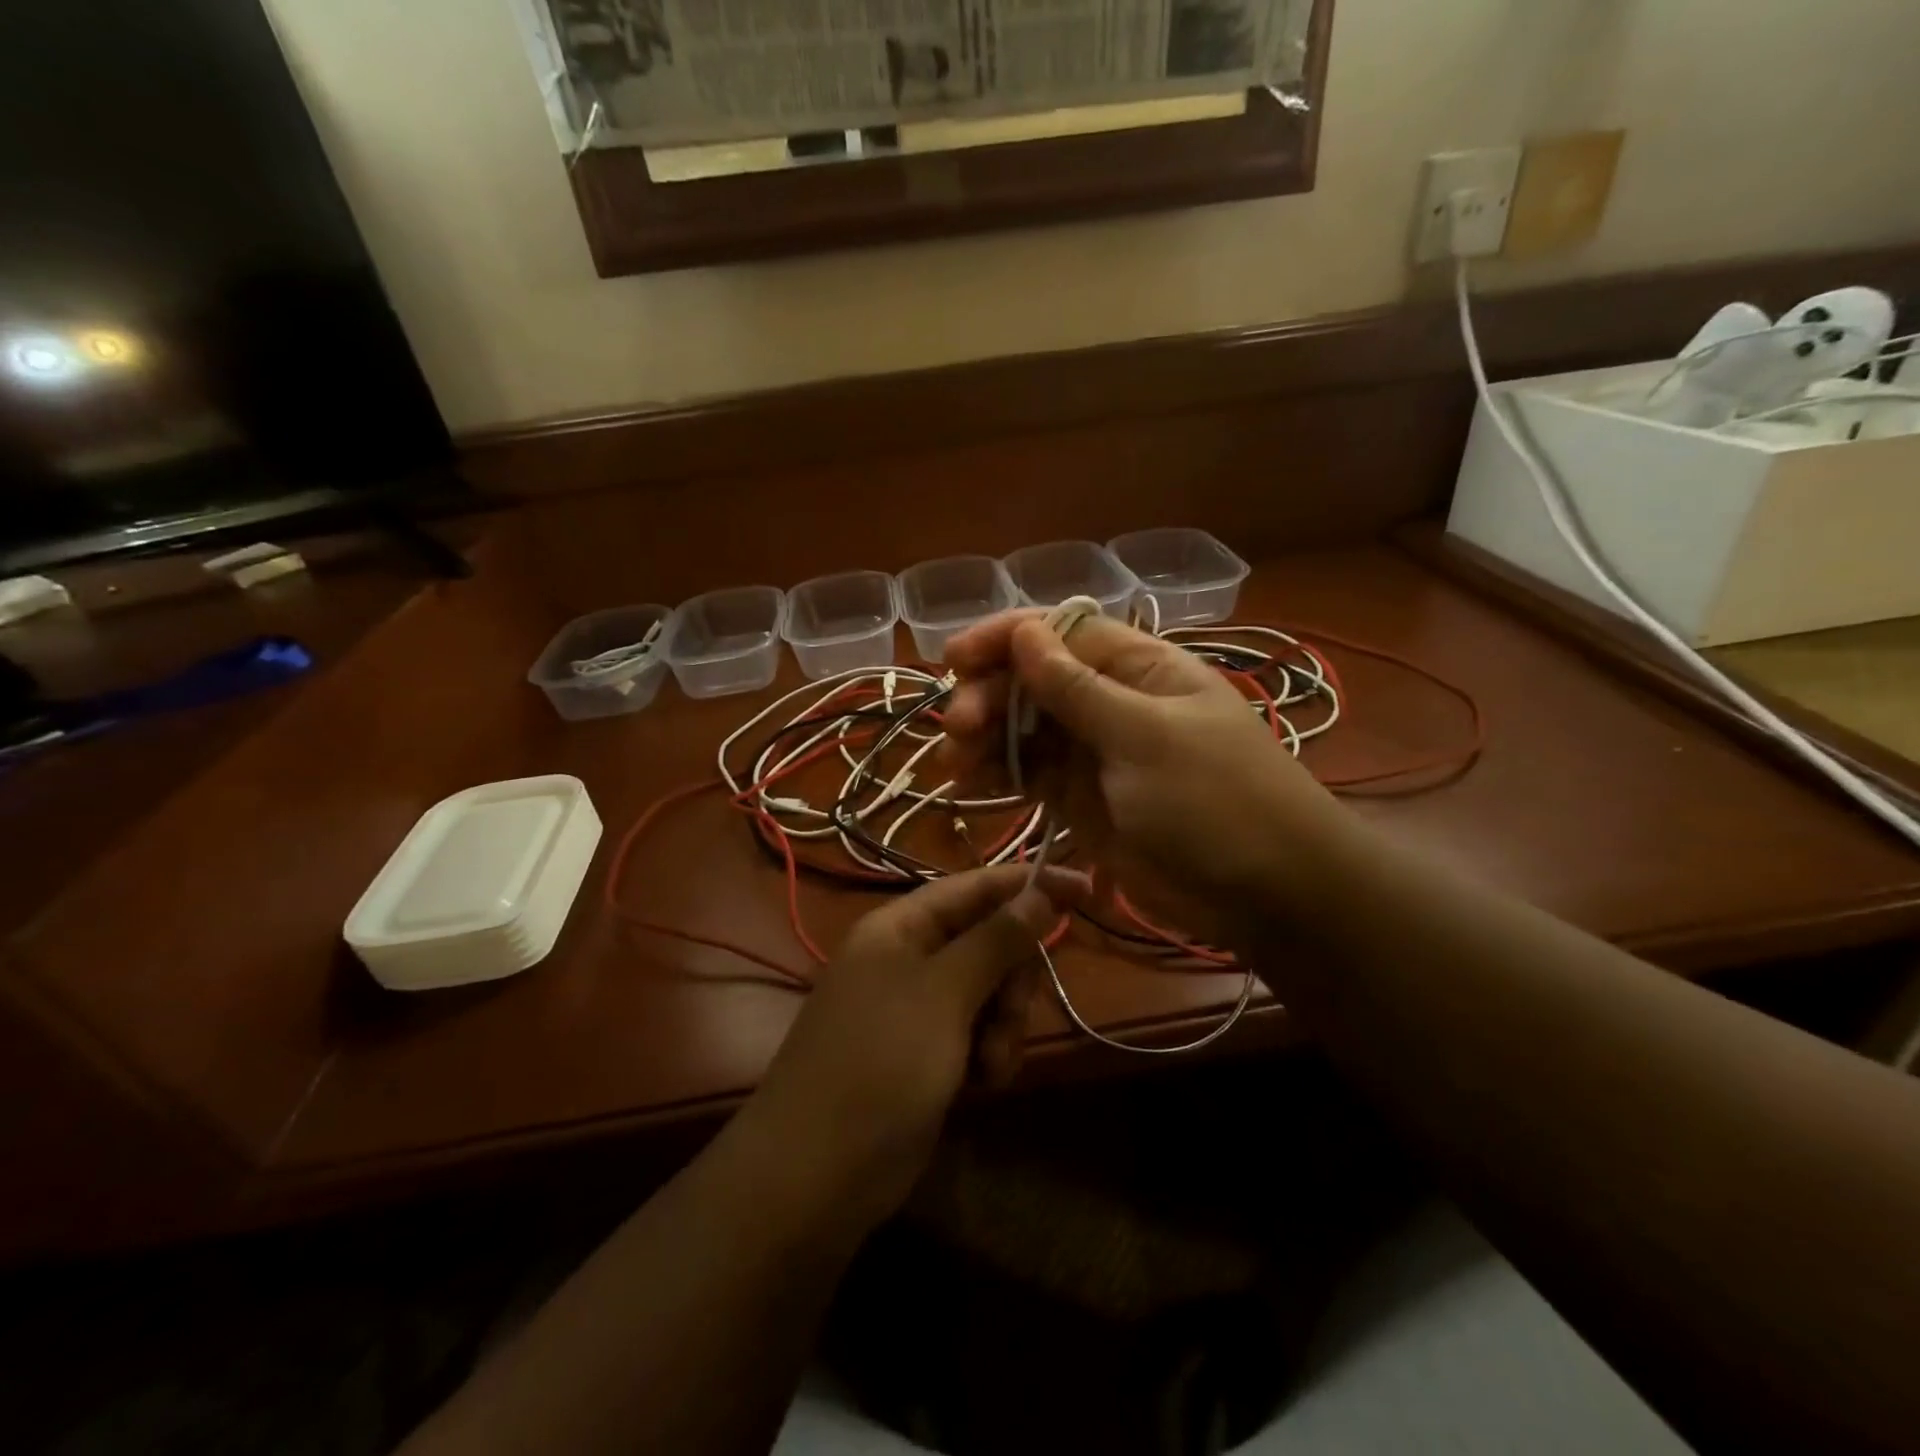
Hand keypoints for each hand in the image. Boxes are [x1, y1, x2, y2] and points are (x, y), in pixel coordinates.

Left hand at [742, 864, 1087, 1226]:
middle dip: (1012, 979)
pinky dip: (988, 1053)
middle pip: (988, 941)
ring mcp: (916, 1008)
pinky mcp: (925, 1053)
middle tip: (1010, 1016)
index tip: (1087, 889)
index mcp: (900, 927)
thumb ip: (995, 940)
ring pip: (988, 991)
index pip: (975, 887)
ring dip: (1004, 1025)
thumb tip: (1038, 891)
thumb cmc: (879, 1065)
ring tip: (992, 1066)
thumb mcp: (944, 994)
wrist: (816, 1176)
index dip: (1029, 884)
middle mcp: (907, 958)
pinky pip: (976, 1032)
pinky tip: (983, 1085)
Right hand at [941, 610, 1346, 947]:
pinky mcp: (1082, 800)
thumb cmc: (1215, 800)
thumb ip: (1077, 688)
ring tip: (952, 764)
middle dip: (990, 697)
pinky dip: (997, 778)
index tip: (954, 660)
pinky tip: (966, 787)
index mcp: (1139, 668)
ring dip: (983, 740)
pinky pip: (1030, 777)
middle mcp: (1112, 702)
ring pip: (1024, 731)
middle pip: (1033, 682)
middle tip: (959, 729)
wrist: (1268, 894)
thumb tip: (1025, 631)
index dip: (1005, 638)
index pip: (1061, 633)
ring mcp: (1095, 754)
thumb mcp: (1145, 736)